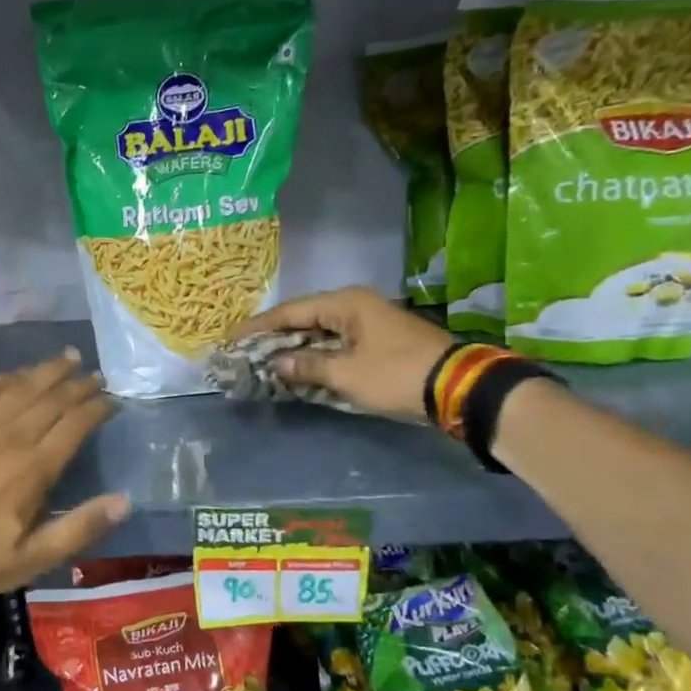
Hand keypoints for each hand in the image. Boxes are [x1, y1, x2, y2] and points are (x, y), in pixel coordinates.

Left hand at [0, 349, 127, 600]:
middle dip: (78, 384)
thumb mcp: (30, 559)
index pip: (75, 425)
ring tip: (67, 358)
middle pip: (52, 399)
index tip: (111, 399)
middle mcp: (12, 436)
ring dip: (47, 371)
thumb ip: (78, 527)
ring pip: (21, 387)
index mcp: (35, 467)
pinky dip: (6, 377)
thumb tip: (124, 500)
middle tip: (96, 373)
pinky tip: (16, 372)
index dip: (95, 408)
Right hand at [229, 287, 454, 420]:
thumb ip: (307, 366)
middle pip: (303, 318)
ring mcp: (369, 321)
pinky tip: (300, 367)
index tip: (231, 339)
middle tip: (245, 352)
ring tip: (265, 361)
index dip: (258, 327)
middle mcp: (354, 304)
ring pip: (320, 331)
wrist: (459, 387)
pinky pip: (336, 342)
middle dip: (274, 337)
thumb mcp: (346, 374)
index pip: (289, 311)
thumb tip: (277, 364)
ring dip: (295, 347)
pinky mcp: (379, 339)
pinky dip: (316, 354)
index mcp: (344, 303)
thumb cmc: (396, 375)